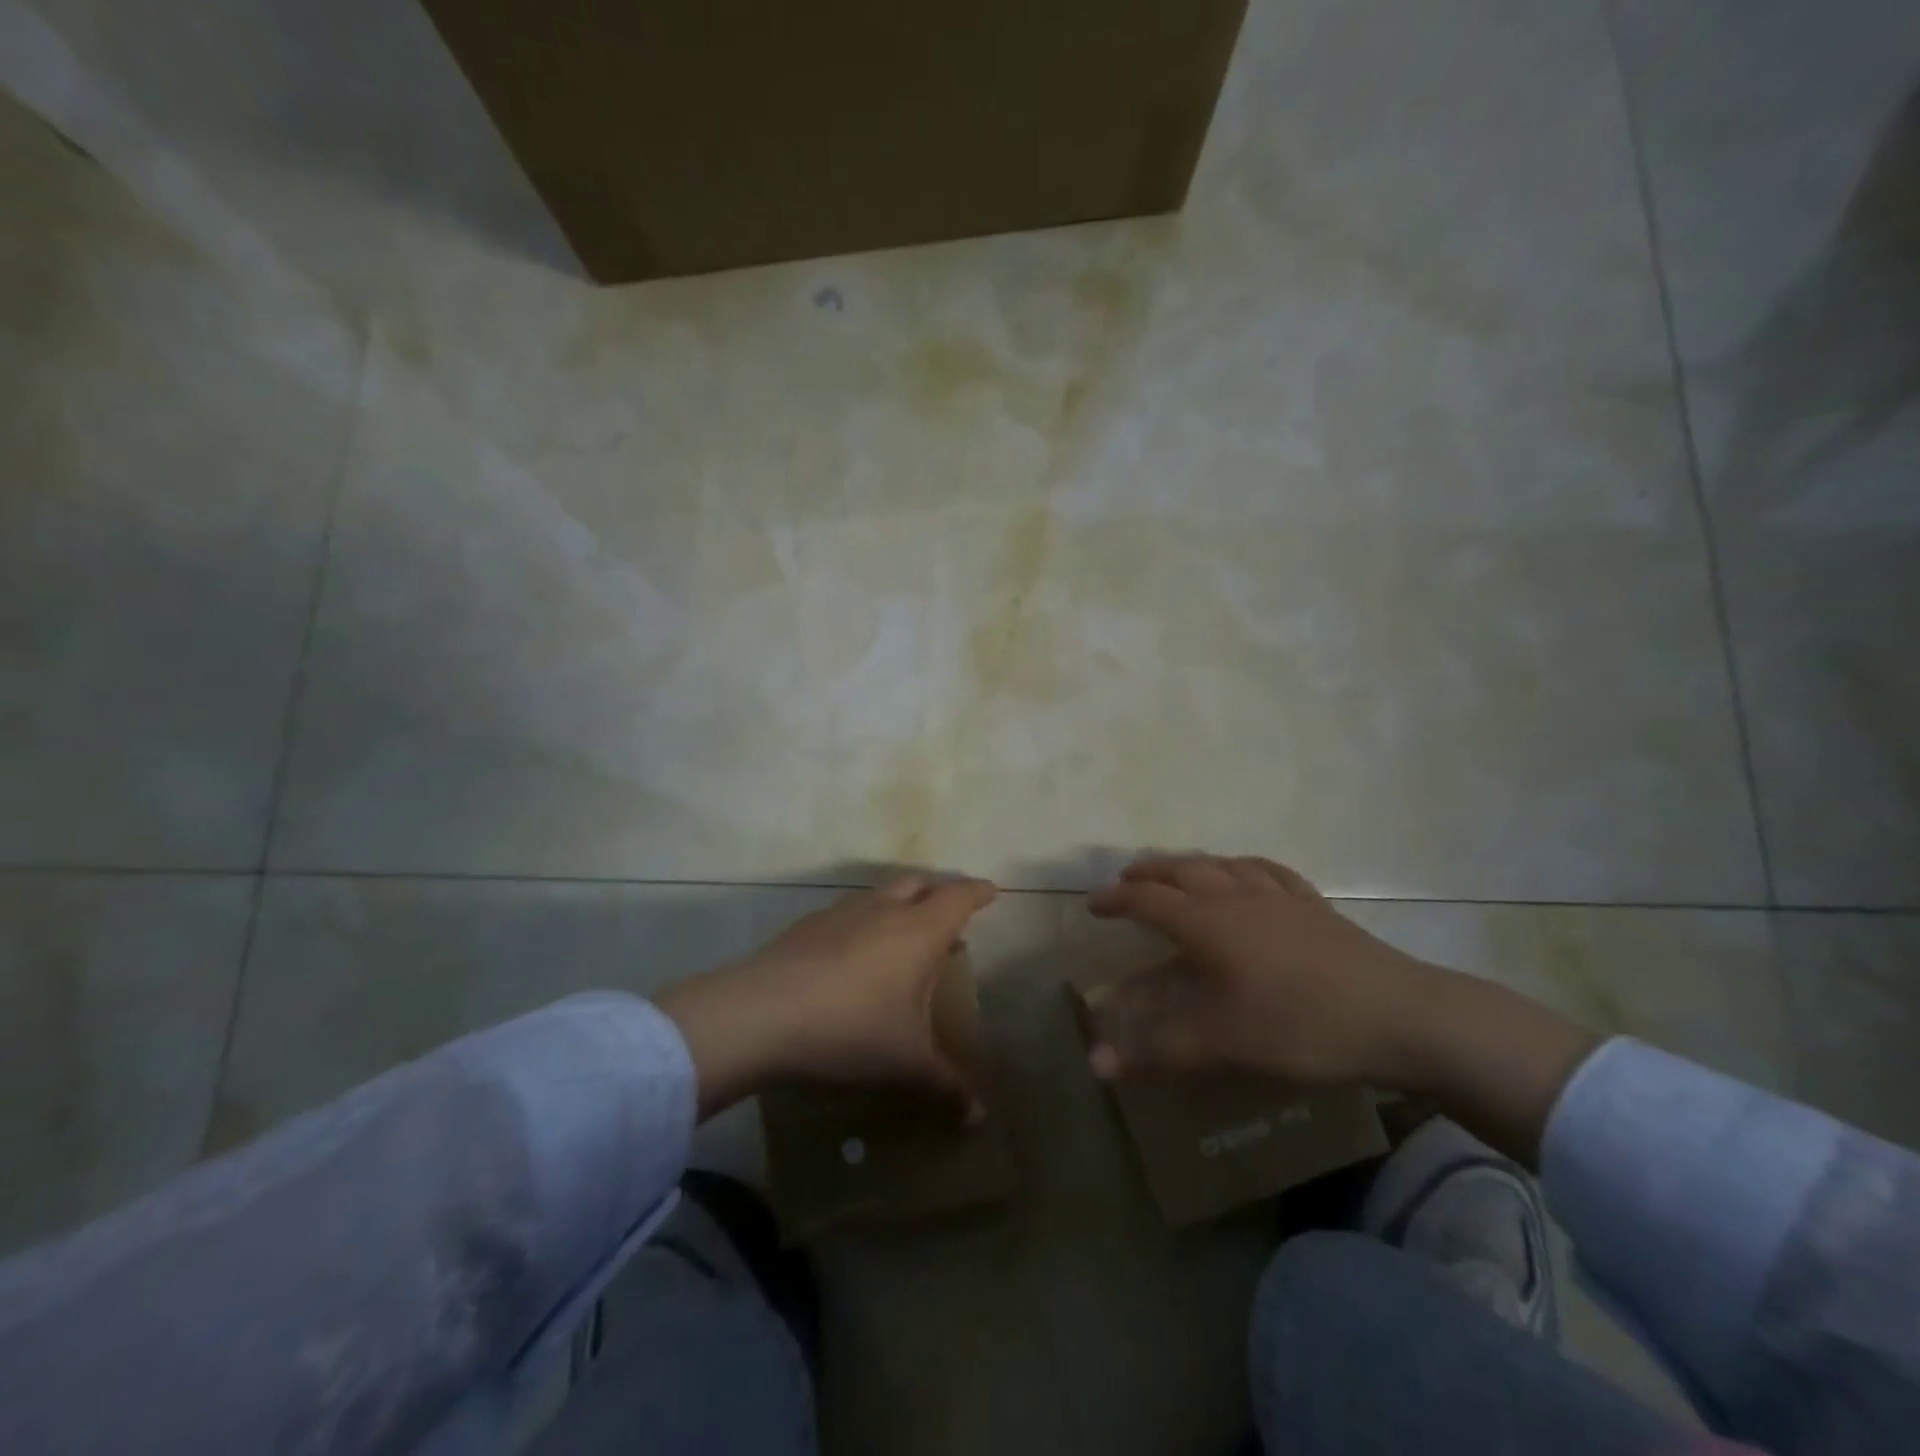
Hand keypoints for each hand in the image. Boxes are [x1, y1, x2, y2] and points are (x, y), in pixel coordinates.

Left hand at [657, 875, 997, 1119]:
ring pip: (881, 895)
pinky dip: (864, 923)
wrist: (762, 1014)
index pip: (958, 896)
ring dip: (900, 906)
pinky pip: (848, 912)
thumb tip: (979, 1119)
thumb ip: (947, 1086)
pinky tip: (853, 956)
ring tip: (904, 939)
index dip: (977, 892)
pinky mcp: (808, 925)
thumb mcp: (906, 1064)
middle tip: (950, 916)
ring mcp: (842, 913)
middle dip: (939, 893)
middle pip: (920, 883)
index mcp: (918, 931)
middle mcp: (883, 910)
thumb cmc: (852, 1030)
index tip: (991, 891)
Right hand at [1085, 853, 1599, 1166]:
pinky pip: (1268, 871)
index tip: (1093, 904)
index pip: (1149, 901)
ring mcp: (1280, 897)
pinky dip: (1243, 866)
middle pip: (1182, 871)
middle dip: (1149, 873)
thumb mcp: (1223, 1045)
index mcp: (1209, 924)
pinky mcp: (1314, 906)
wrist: (1400, 1017)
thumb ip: (1158, 1053)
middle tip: (1128, 879)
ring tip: (1178, 870)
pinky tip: (1247, 873)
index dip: (1116, 900)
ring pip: (1223, 864)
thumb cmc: (1301, 1027)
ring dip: (1191, 863)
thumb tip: (1095, 1066)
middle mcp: (1237, 897)